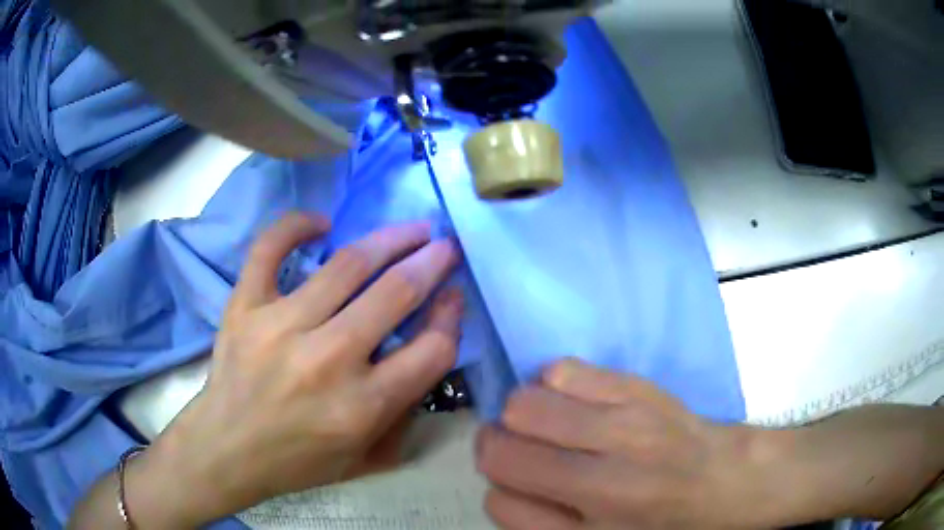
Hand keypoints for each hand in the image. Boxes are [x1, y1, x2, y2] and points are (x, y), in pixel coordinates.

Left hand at [136, 213, 462, 523]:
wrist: (227, 450)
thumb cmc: (299, 461)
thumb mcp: (367, 458)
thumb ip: (407, 412)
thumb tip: (430, 348)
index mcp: (362, 406)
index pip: (432, 349)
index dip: (451, 317)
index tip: (454, 296)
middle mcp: (327, 360)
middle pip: (396, 293)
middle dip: (432, 262)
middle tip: (445, 246)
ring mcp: (280, 325)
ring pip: (346, 264)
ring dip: (389, 239)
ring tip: (410, 229)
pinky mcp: (245, 307)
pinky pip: (269, 249)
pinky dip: (295, 226)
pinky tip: (320, 222)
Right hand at [476, 359, 767, 529]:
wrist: (727, 481)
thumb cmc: (663, 525)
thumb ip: (539, 524)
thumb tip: (502, 486)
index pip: (500, 503)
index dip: (500, 491)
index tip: (519, 485)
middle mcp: (603, 481)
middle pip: (500, 449)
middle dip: (497, 448)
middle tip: (526, 452)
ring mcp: (624, 427)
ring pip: (523, 405)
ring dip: (522, 416)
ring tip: (551, 425)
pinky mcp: (639, 387)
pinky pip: (561, 370)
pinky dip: (552, 384)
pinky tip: (575, 401)